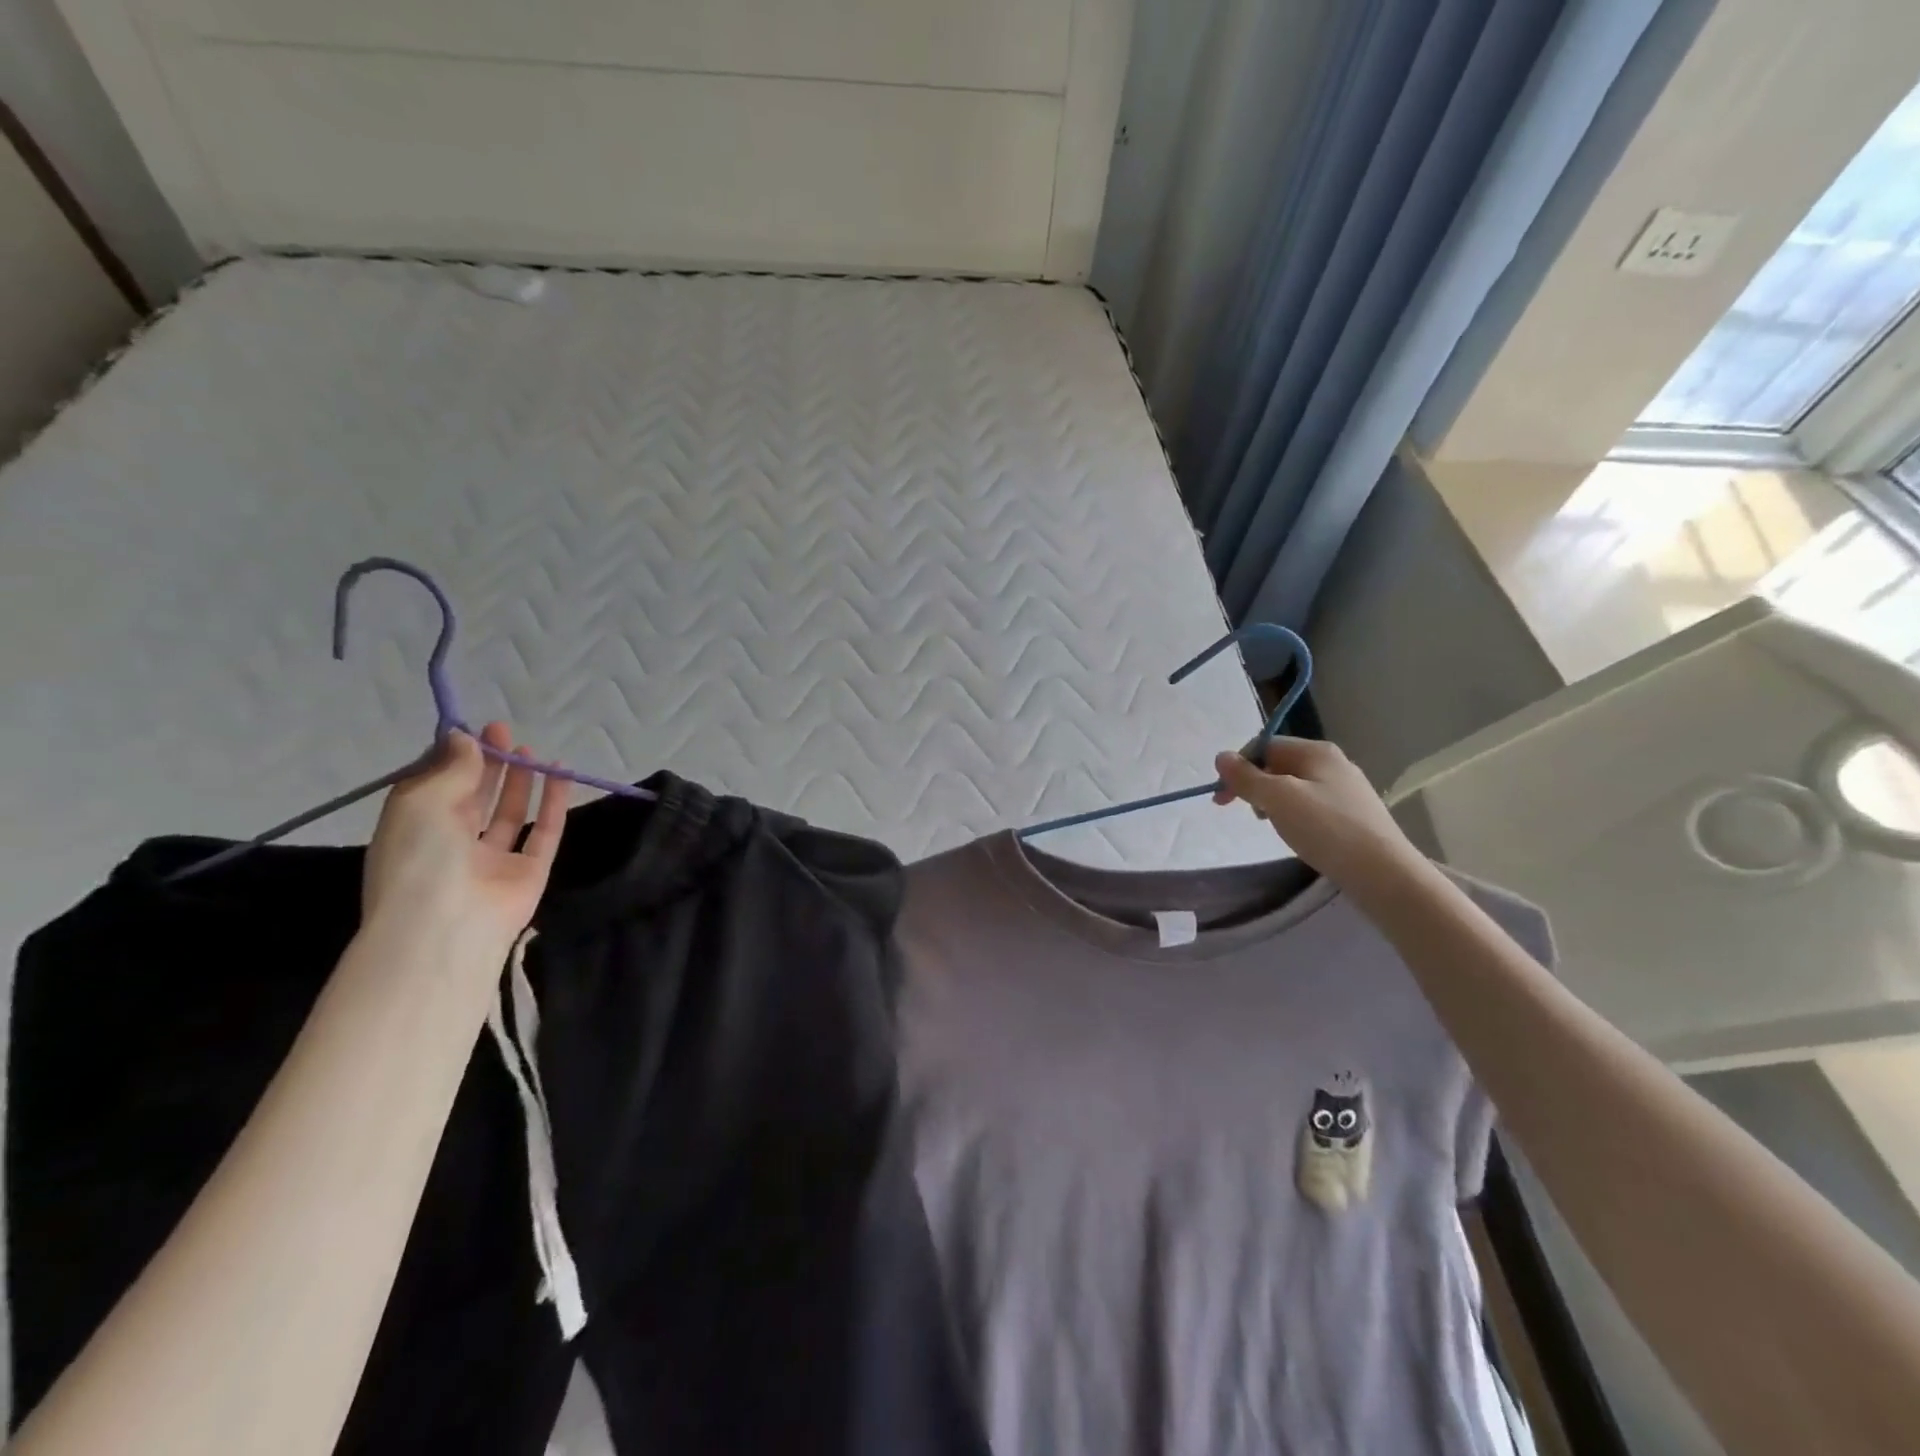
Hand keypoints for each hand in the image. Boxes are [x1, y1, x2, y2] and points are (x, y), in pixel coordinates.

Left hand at [362, 722, 570, 955]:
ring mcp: (492, 860)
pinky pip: (544, 831)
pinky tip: (561, 773)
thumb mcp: (422, 801)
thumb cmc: (419, 857)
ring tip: (531, 750)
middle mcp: (452, 844)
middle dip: (489, 764)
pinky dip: (554, 802)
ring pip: (509, 814)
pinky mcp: (529, 871)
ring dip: (520, 781)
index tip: (472, 730)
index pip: (436, 787)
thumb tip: (465, 739)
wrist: (446, 926)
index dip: (455, 758)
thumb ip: (451, 768)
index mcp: (415, 830)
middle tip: (504, 730)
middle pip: (474, 798)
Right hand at [1213, 738, 1426, 900]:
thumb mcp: (1278, 798)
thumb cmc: (1326, 828)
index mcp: (1316, 751)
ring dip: (1274, 803)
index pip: (1265, 745)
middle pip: (1279, 765)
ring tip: (1275, 827)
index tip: (1224, 798)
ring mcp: (1346, 789)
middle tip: (1249, 814)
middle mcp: (1333, 763)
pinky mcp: (1353, 815)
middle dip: (1256, 786)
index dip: (1239, 767)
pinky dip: (1295, 816)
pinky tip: (1299, 835)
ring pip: (1294, 787)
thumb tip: (1221, 757)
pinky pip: (1311, 806)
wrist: (1384, 874)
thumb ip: (1246, 777)